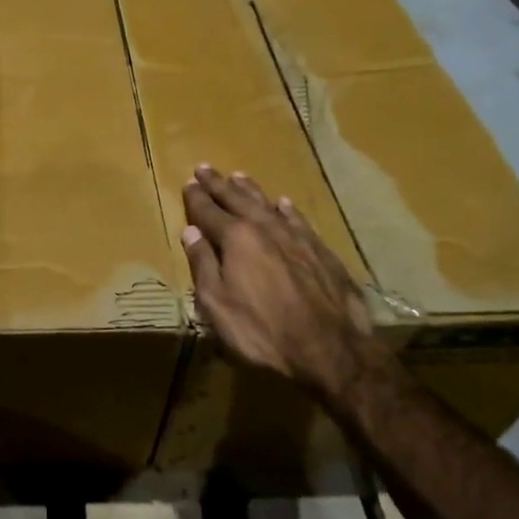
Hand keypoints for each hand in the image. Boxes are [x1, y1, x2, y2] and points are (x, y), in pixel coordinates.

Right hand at [180, 164, 384, 408]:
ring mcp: (297, 239)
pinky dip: (287, 211)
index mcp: (236, 239)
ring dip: (251, 191)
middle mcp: (266, 229)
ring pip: (268, 205)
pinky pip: (299, 221)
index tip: (188, 184)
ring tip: (239, 176)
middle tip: (205, 168)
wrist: (330, 350)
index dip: (196, 198)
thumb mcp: (216, 304)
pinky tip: (283, 205)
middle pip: (237, 200)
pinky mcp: (322, 252)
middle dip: (219, 185)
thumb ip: (203, 265)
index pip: (208, 212)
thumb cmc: (261, 331)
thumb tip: (191, 232)